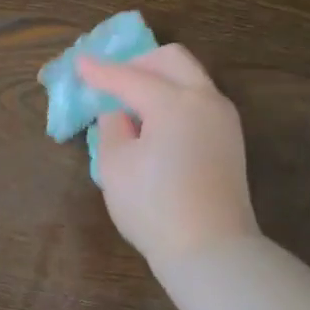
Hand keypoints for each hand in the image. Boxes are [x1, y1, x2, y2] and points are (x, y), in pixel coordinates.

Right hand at [77, 44, 260, 272]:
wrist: (210, 249)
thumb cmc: (153, 207)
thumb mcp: (114, 167)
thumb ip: (112, 129)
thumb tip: (119, 115)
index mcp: (174, 102)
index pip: (129, 78)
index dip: (100, 71)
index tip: (79, 63)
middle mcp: (205, 100)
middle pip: (172, 60)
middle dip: (138, 62)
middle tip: (111, 79)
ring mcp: (224, 119)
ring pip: (190, 79)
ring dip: (159, 79)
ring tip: (131, 102)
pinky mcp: (230, 141)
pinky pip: (199, 102)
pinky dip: (175, 99)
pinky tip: (155, 122)